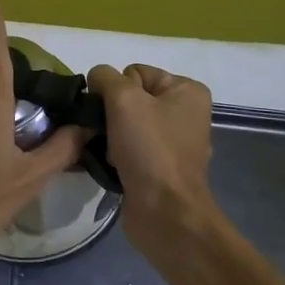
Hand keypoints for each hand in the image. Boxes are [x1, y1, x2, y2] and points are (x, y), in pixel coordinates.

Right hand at [86, 63, 215, 249]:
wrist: (164, 212)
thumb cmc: (150, 149)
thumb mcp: (124, 99)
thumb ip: (106, 78)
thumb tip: (97, 79)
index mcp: (187, 91)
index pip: (135, 72)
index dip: (117, 89)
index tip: (114, 113)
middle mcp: (184, 113)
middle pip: (130, 98)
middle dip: (110, 114)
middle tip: (104, 133)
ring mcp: (173, 143)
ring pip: (125, 125)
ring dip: (108, 136)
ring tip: (103, 151)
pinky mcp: (159, 168)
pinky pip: (128, 148)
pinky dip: (114, 154)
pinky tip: (109, 165)